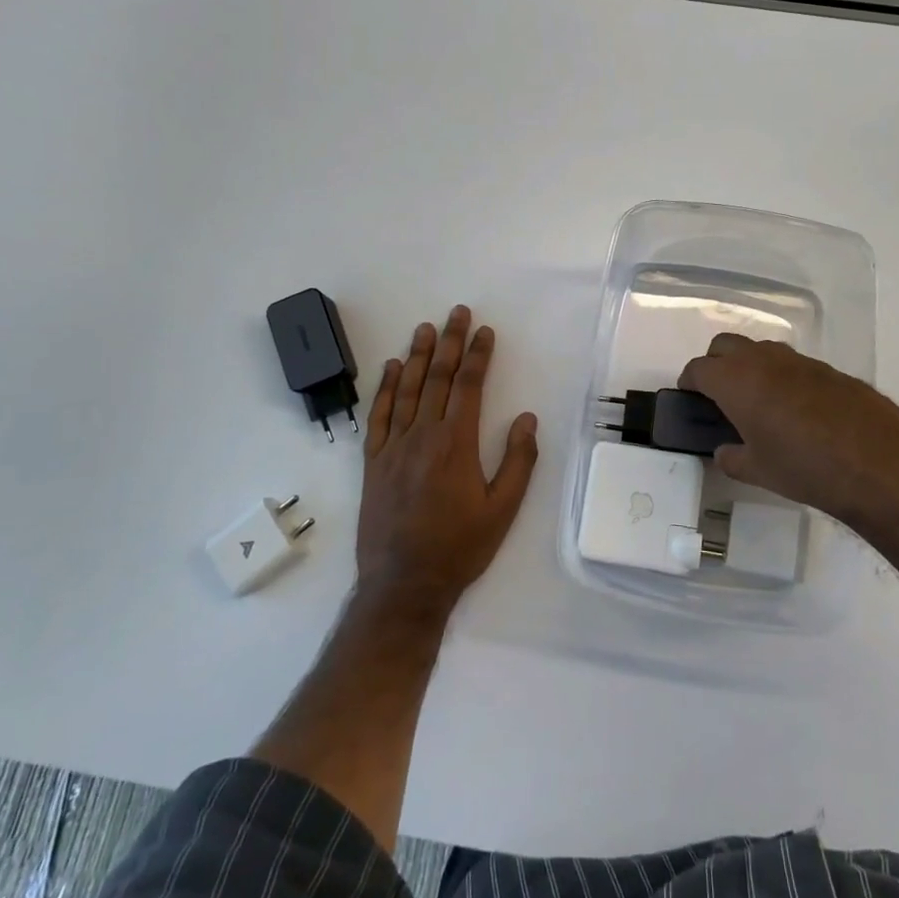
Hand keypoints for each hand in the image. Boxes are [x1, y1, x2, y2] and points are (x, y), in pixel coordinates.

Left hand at [356, 306, 539, 617]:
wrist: (404, 584)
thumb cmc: (460, 548)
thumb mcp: (503, 510)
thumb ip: (518, 461)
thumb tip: (525, 419)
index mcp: (455, 444)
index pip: (468, 386)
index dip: (477, 355)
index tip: (485, 332)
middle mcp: (422, 436)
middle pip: (437, 378)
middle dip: (449, 343)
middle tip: (457, 313)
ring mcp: (393, 447)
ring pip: (407, 390)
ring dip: (417, 356)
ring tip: (425, 328)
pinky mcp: (373, 462)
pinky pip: (379, 416)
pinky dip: (385, 389)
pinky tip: (391, 369)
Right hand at [678, 335, 898, 535]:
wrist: (879, 463)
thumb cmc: (804, 468)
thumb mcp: (758, 472)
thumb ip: (732, 458)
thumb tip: (727, 451)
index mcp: (736, 381)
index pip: (699, 369)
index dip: (690, 382)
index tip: (691, 397)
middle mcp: (764, 360)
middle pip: (725, 345)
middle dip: (716, 364)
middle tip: (720, 395)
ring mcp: (800, 361)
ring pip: (762, 350)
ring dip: (751, 367)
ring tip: (759, 403)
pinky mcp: (830, 370)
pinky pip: (794, 365)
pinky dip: (784, 378)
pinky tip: (798, 411)